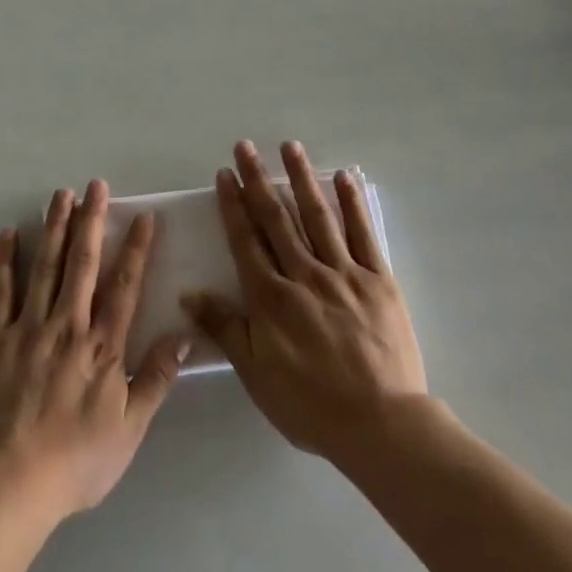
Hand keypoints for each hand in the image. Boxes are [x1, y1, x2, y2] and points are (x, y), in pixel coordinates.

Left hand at [0, 179, 188, 521]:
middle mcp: (68, 325)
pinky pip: (0, 292)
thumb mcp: (130, 429)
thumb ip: (156, 379)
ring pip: (44, 266)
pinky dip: (5, 260)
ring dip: (54, 226)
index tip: (143, 216)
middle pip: (82, 263)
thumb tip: (183, 335)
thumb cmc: (76, 461)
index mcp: (102, 346)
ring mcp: (28, 328)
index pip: (124, 286)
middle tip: (96, 185)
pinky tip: (9, 233)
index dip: (136, 249)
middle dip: (91, 220)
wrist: (11, 484)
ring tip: (61, 194)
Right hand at [184, 140, 427, 461]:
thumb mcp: (256, 374)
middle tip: (245, 146)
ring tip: (289, 146)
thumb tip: (188, 294)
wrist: (382, 425)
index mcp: (272, 297)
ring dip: (301, 178)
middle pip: (277, 218)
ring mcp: (344, 272)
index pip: (246, 240)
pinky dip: (352, 204)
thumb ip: (225, 328)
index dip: (233, 205)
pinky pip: (363, 234)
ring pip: (318, 216)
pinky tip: (343, 177)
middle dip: (258, 179)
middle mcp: (305, 274)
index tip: (224, 174)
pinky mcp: (379, 279)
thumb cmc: (311, 405)